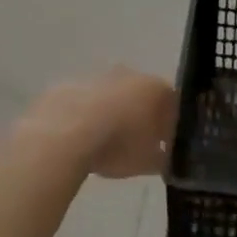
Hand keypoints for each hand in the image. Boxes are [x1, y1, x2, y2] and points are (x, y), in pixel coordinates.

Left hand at [20, 70, 176, 179]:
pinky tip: (81, 137)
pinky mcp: (70, 85)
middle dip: (142, 115)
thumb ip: (163, 157)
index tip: (165, 144)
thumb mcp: (149, 162)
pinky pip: (87, 101)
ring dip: (113, 113)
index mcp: (156, 89)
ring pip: (113, 95)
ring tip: (105, 142)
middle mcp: (130, 74)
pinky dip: (88, 115)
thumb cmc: (117, 144)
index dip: (170, 125)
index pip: (173, 104)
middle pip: (143, 95)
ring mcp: (98, 77)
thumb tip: (165, 156)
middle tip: (136, 143)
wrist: (64, 133)